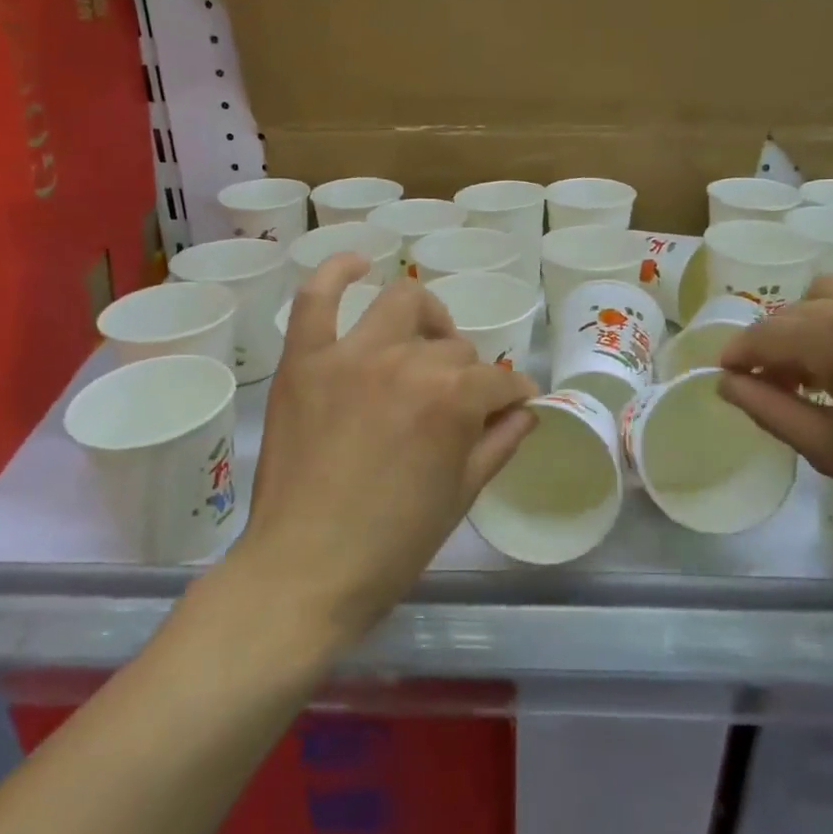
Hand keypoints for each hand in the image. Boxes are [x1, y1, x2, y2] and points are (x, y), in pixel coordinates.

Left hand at [230, 254, 538, 643]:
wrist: (305, 570)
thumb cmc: (392, 544)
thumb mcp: (461, 495)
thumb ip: (499, 442)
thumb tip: (527, 411)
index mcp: (453, 399)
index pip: (499, 381)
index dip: (513, 396)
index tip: (513, 408)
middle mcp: (407, 362)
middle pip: (453, 347)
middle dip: (467, 373)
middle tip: (458, 401)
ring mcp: (351, 355)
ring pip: (402, 304)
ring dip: (424, 318)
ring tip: (424, 340)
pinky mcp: (305, 361)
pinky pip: (316, 298)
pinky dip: (337, 272)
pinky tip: (358, 262)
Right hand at [718, 257, 832, 558]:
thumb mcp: (829, 450)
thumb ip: (767, 409)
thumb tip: (726, 383)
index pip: (766, 335)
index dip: (739, 356)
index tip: (728, 378)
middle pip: (799, 310)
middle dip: (777, 343)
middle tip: (781, 384)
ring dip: (819, 316)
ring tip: (830, 356)